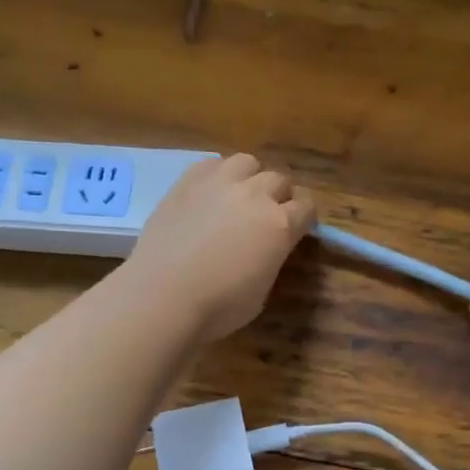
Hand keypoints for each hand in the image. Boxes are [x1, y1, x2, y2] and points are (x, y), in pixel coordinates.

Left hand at [124, 153, 315, 342]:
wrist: (162, 296)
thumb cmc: (218, 307)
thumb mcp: (262, 291)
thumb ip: (271, 259)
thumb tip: (268, 248)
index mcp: (280, 224)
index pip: (306, 207)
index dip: (304, 217)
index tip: (298, 227)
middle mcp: (255, 194)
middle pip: (279, 180)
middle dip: (279, 196)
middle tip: (267, 215)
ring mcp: (219, 183)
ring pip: (247, 162)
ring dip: (250, 177)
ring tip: (239, 196)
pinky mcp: (187, 181)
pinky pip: (212, 163)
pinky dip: (218, 174)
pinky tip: (210, 193)